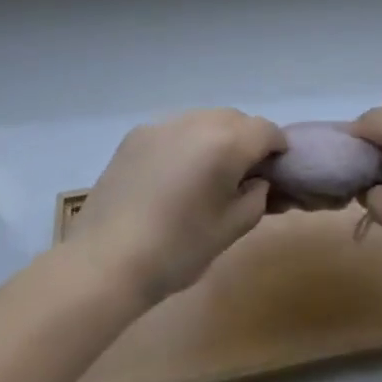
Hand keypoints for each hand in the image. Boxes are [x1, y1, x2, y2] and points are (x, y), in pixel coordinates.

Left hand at [69, 109, 285, 306]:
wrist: (105, 262)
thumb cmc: (177, 250)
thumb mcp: (231, 230)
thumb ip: (256, 197)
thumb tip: (257, 181)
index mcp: (227, 142)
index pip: (266, 130)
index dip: (276, 148)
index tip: (275, 171)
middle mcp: (198, 121)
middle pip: (235, 119)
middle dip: (246, 140)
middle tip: (242, 175)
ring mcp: (164, 124)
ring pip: (204, 119)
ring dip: (215, 138)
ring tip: (206, 174)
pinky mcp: (137, 135)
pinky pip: (175, 129)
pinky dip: (185, 143)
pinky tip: (173, 176)